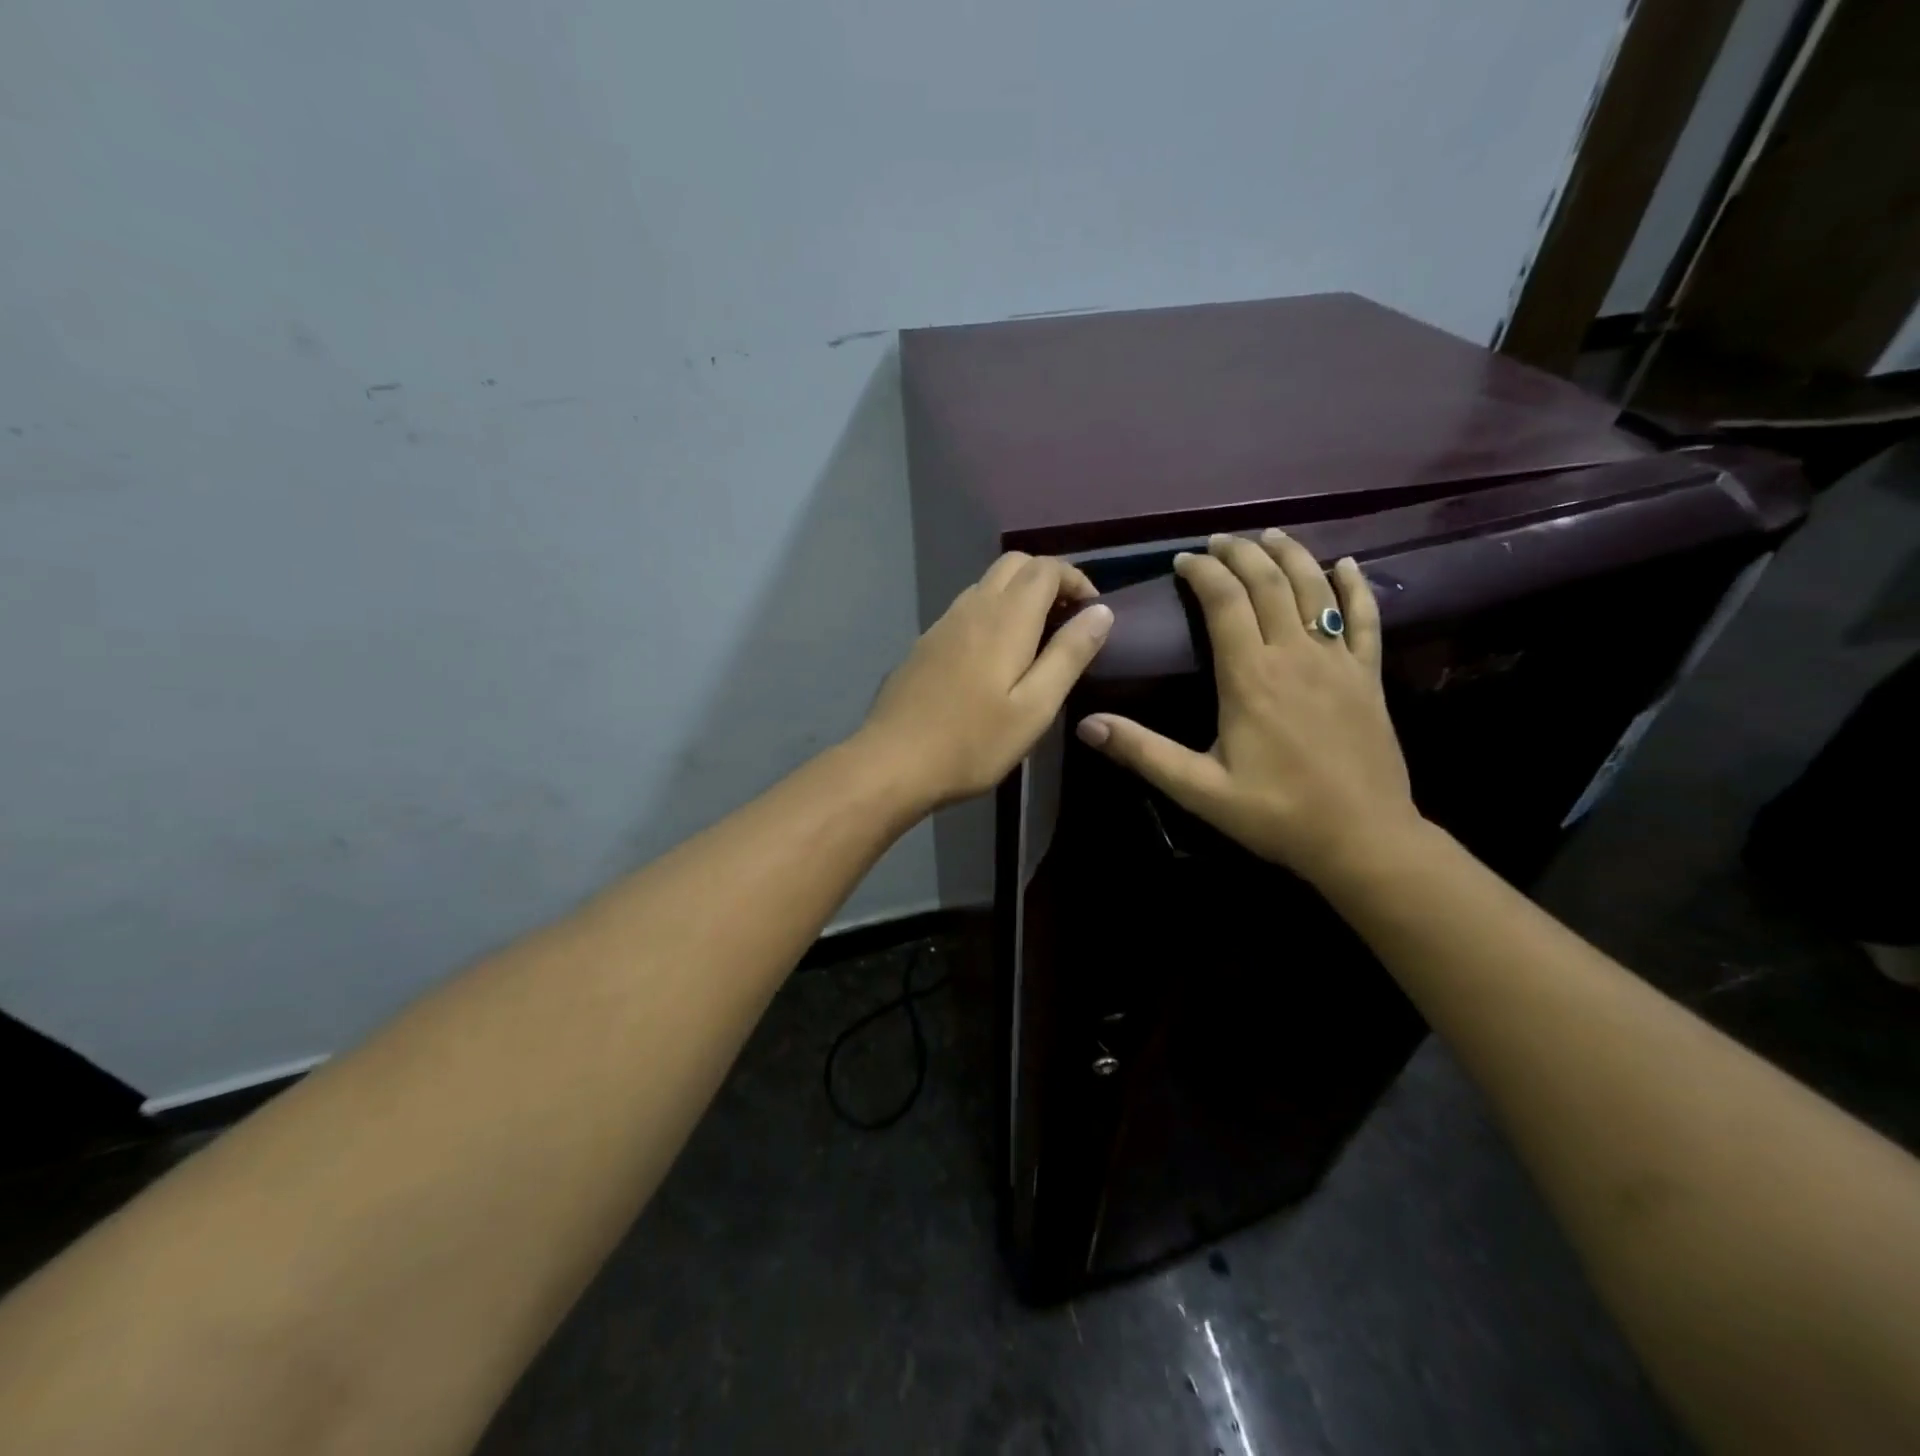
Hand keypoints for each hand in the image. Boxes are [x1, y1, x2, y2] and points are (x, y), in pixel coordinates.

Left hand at [860, 552, 1111, 809]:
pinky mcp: (924, 644)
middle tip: (1067, 620)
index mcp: (1005, 618)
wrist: (893, 762)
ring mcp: (942, 624)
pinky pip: (966, 609)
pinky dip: (992, 613)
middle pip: (1014, 564)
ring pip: (987, 585)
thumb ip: (1069, 655)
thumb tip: (1101, 612)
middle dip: (1048, 579)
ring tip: (1037, 639)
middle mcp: (972, 607)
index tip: (1093, 612)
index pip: (1045, 568)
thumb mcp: (1035, 707)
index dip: (1075, 579)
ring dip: (1018, 595)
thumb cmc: (973, 742)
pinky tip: (995, 658)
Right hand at [1075, 530, 1422, 885]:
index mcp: (1250, 677)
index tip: (1184, 560)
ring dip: (1290, 555)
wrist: (1362, 839)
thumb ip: (1143, 752)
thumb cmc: (1275, 814)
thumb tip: (1087, 725)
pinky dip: (1354, 586)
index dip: (1203, 573)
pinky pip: (1364, 618)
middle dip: (1241, 554)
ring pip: (1314, 589)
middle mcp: (1295, 655)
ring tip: (1268, 536)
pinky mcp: (1368, 677)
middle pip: (1268, 583)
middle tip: (1217, 542)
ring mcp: (1337, 662)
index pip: (1225, 602)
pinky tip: (1347, 564)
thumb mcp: (1199, 789)